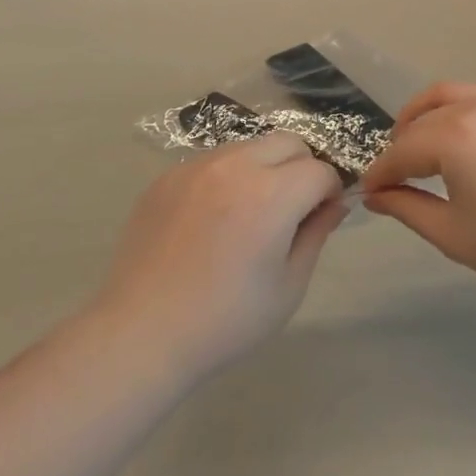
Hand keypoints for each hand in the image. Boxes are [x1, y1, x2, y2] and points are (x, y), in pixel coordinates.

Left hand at [93, 134, 347, 378]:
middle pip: (288, 142)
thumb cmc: (226, 320)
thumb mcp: (288, 286)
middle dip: (302, 167)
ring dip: (264, 167)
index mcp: (272, 194)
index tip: (322, 217)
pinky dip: (227, 177)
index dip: (329, 192)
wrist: (142, 334)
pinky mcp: (168, 176)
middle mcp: (236, 166)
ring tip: (251, 212)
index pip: (320, 171)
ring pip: (249, 146)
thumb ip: (317, 234)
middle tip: (292, 209)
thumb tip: (334, 204)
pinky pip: (213, 161)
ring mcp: (197, 166)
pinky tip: (213, 219)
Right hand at [360, 79, 475, 293]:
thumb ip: (407, 209)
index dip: (380, 175)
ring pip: (450, 92)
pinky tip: (472, 115)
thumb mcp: (453, 234)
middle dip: (399, 147)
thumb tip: (375, 196)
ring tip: (419, 138)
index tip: (368, 195)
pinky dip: (473, 97)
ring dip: (426, 112)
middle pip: (420, 120)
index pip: (400, 153)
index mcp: (451, 136)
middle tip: (393, 177)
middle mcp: (472, 107)